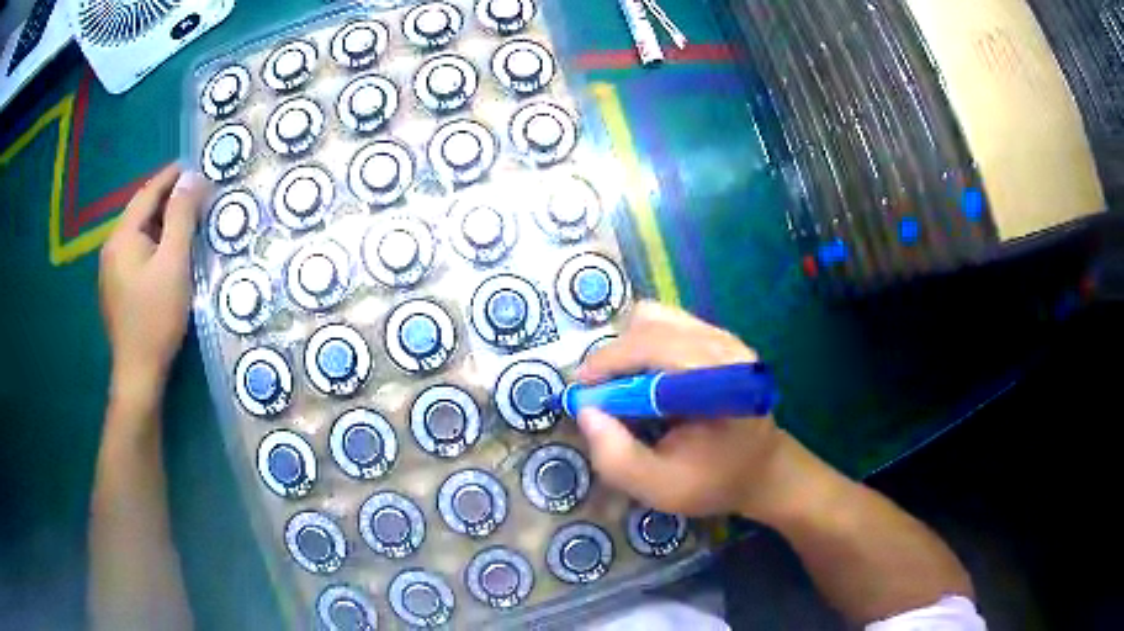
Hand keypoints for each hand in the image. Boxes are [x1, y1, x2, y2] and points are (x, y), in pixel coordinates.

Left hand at [99, 164, 208, 399]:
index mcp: (122, 236)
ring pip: (138, 233)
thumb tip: (192, 178)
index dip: (171, 176)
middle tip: (194, 194)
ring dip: (160, 222)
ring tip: (184, 219)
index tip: (193, 165)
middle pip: (141, 211)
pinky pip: (136, 252)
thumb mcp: (174, 264)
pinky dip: (153, 242)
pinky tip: (166, 252)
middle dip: (167, 198)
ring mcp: (111, 270)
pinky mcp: (116, 289)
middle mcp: (112, 247)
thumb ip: (182, 217)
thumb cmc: (156, 318)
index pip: (148, 193)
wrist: (138, 374)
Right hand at [575, 301, 788, 518]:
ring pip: (655, 318)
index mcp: (721, 380)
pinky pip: (666, 324)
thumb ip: (617, 458)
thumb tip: (585, 411)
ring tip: (623, 387)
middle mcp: (725, 347)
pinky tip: (646, 381)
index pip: (654, 346)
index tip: (580, 391)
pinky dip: (643, 346)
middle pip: (651, 324)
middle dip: (614, 356)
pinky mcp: (717, 337)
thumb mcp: (661, 488)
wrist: (762, 470)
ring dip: (628, 348)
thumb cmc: (715, 482)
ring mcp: (724, 337)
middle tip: (599, 395)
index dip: (610, 361)